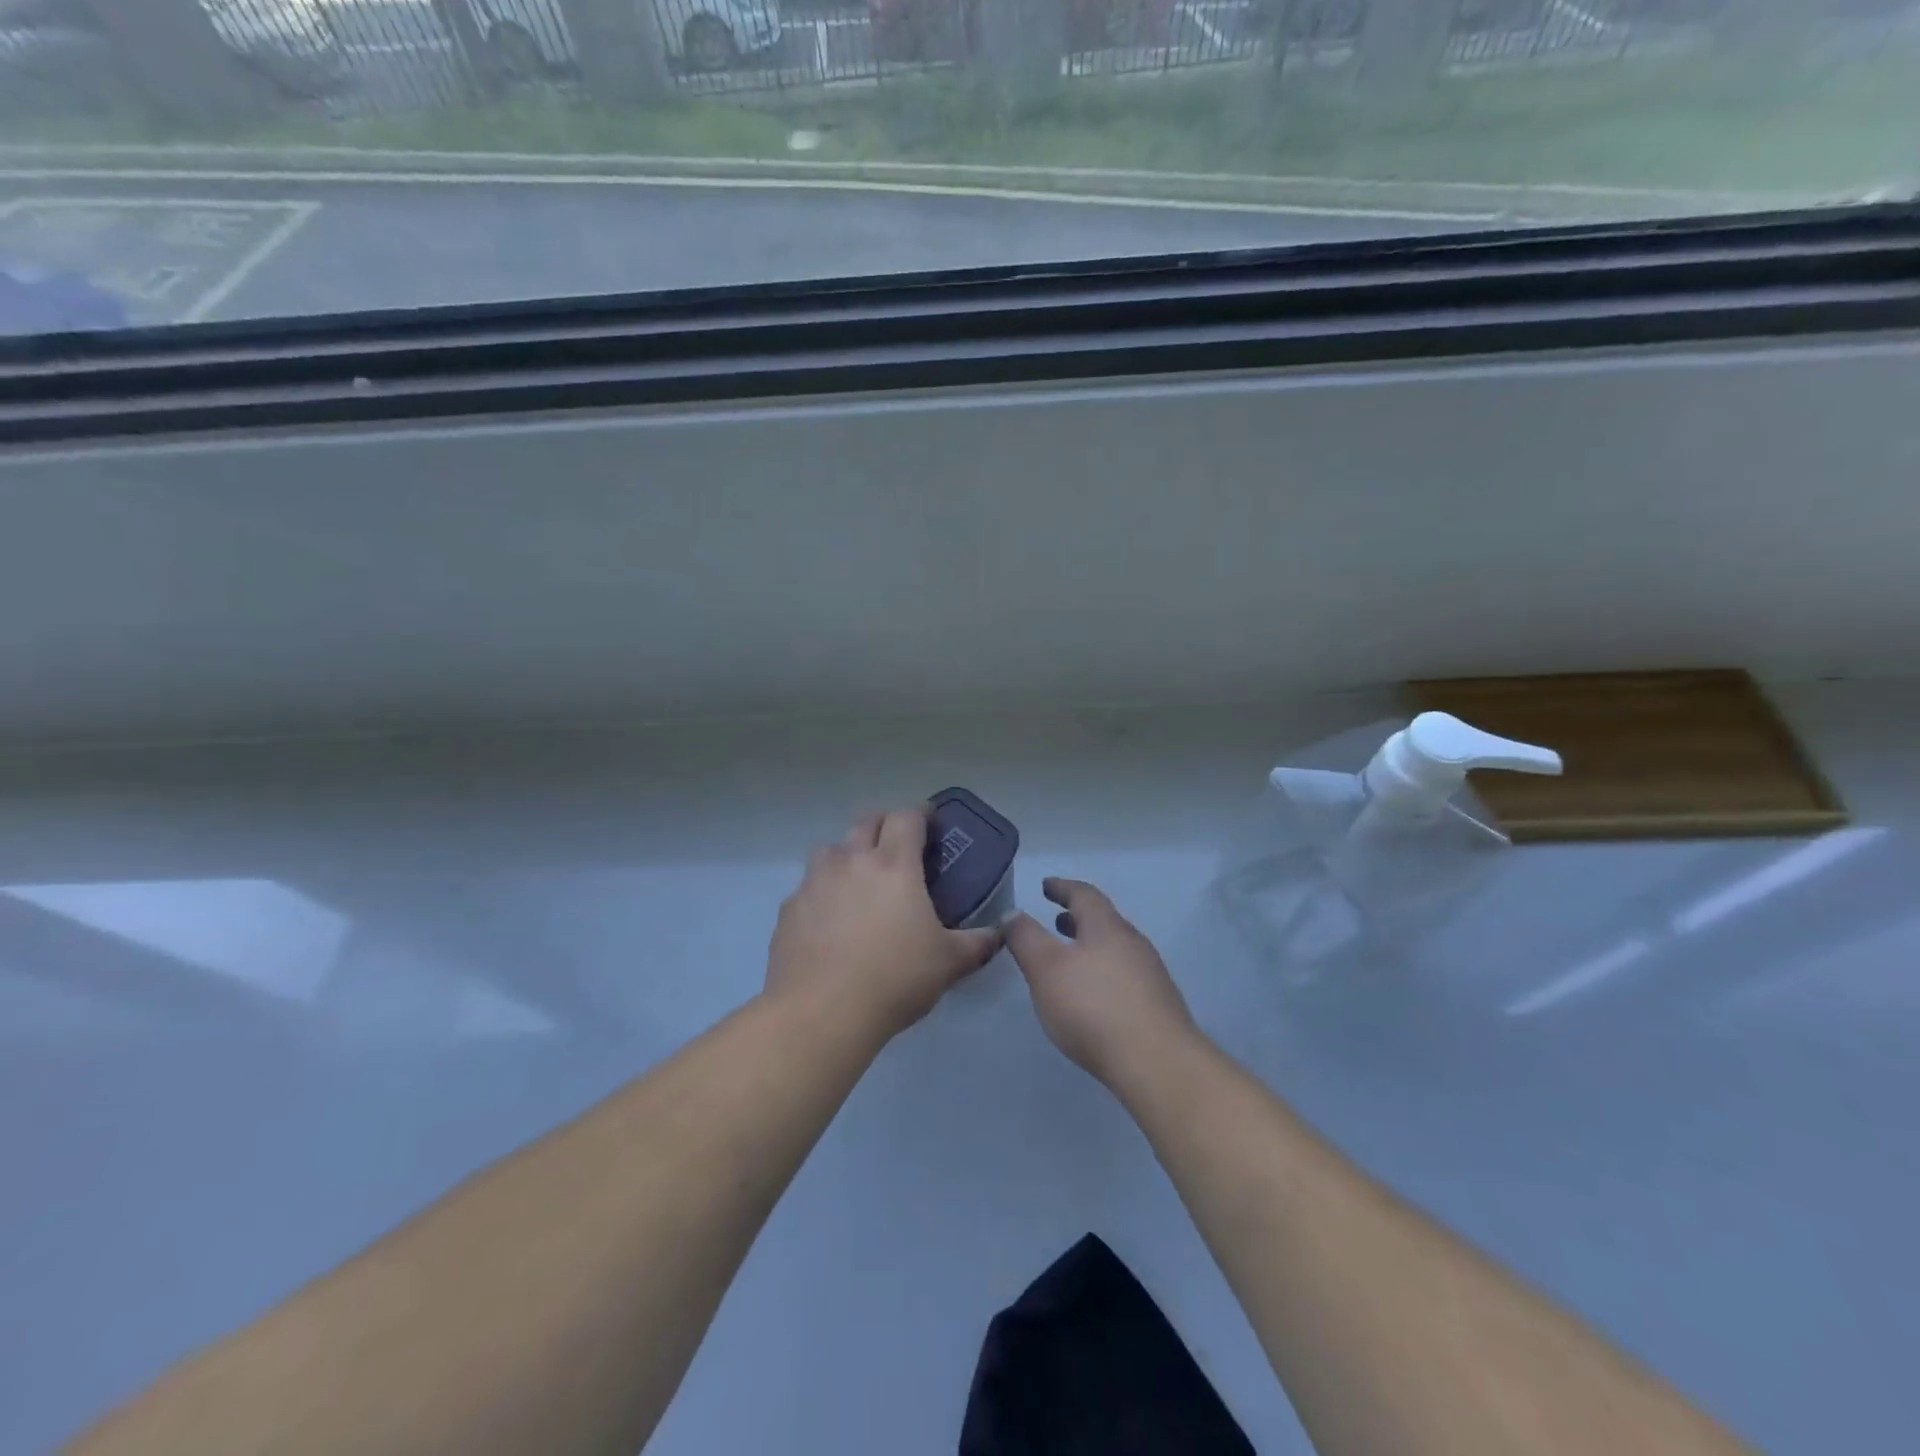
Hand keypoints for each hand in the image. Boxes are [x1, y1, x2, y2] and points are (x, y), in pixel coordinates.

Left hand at [766, 806, 1002, 1040]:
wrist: (821, 1012)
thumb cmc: (894, 979)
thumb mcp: (949, 963)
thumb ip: (978, 943)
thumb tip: (998, 934)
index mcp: (894, 864)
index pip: (906, 817)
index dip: (921, 813)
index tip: (931, 822)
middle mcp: (851, 861)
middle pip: (866, 821)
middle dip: (884, 825)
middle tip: (899, 847)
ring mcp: (814, 882)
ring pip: (831, 849)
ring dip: (848, 854)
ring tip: (860, 880)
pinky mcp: (789, 909)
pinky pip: (809, 886)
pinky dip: (823, 891)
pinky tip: (830, 920)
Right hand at [1005, 877, 1195, 1085]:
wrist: (1157, 1064)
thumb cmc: (1094, 1007)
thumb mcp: (1045, 968)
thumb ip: (1025, 938)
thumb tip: (1013, 912)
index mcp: (1107, 927)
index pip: (1084, 894)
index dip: (1062, 887)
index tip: (1046, 885)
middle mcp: (1133, 943)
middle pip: (1103, 921)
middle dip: (1077, 919)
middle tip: (1056, 921)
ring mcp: (1150, 975)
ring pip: (1115, 949)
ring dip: (1090, 946)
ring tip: (1070, 960)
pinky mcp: (1157, 1006)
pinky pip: (1124, 975)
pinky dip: (1103, 972)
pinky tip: (1093, 997)